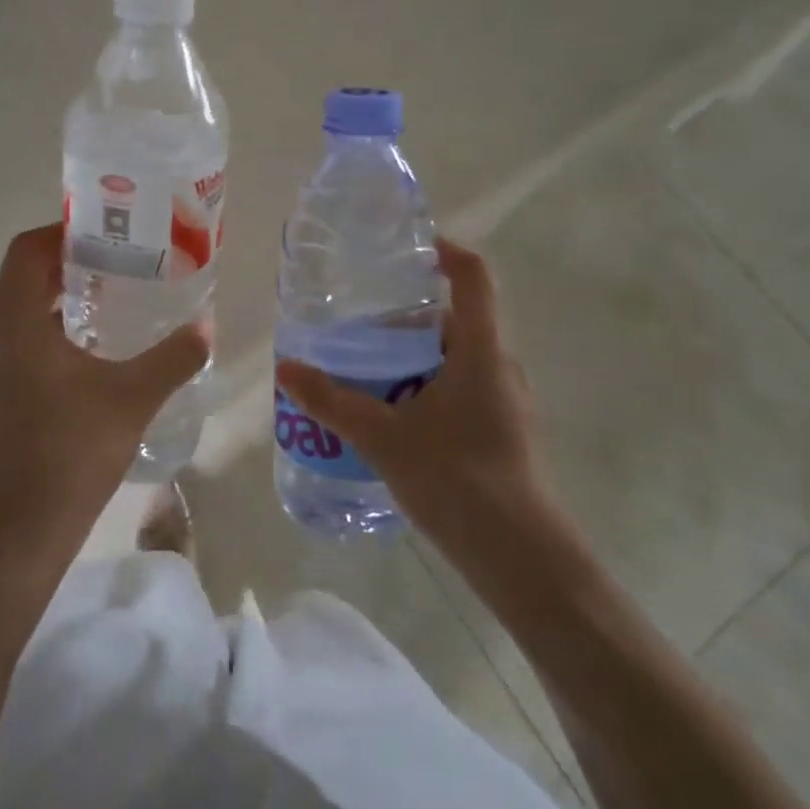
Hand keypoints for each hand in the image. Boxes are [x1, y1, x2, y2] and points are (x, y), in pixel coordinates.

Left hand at [0, 223, 209, 565]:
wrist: (14, 538)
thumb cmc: (69, 453)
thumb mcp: (132, 399)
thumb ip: (173, 359)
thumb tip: (205, 329)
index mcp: (13, 322)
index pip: (26, 250)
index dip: (62, 232)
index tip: (105, 234)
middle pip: (23, 279)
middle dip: (68, 265)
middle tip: (119, 264)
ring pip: (19, 315)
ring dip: (59, 302)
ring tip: (110, 306)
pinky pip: (16, 347)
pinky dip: (48, 336)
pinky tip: (88, 360)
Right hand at [274, 238, 566, 553]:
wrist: (524, 560)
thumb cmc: (458, 481)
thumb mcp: (383, 437)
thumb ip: (332, 401)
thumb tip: (285, 368)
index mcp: (480, 350)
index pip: (473, 276)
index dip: (444, 251)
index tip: (407, 248)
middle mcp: (499, 365)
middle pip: (454, 320)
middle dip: (405, 320)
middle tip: (358, 330)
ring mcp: (506, 401)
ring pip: (455, 359)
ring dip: (413, 359)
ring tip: (365, 374)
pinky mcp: (504, 431)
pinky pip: (461, 390)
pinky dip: (426, 388)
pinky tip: (393, 419)